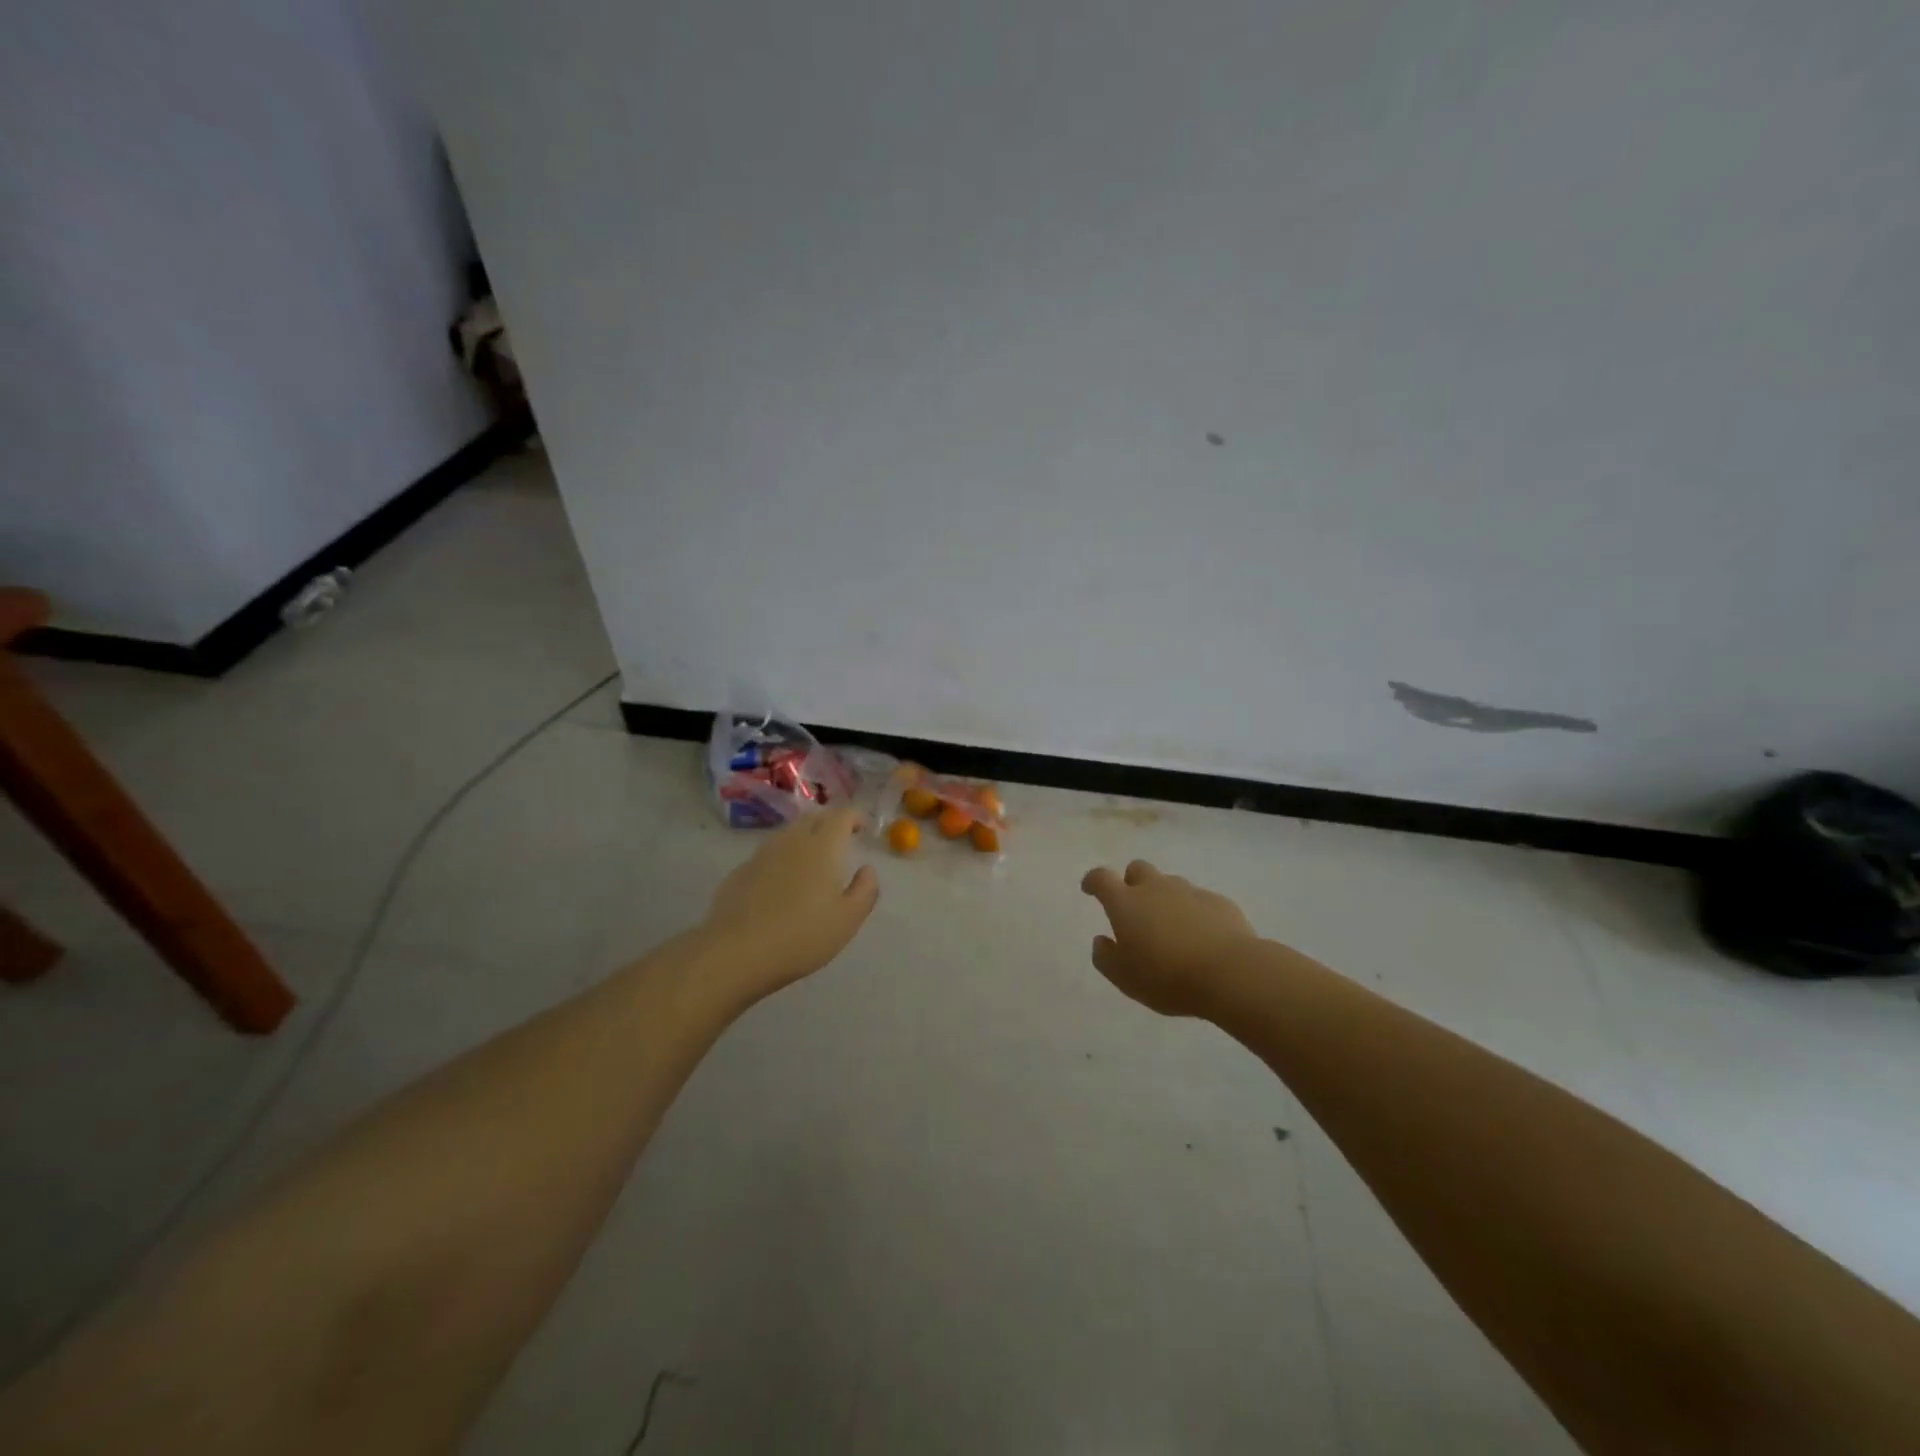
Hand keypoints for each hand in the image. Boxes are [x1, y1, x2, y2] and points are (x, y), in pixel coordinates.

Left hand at [702, 807, 879, 1001]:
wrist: (737, 952)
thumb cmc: (802, 935)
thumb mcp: (848, 919)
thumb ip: (865, 890)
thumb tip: (867, 869)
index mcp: (823, 846)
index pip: (842, 816)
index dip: (855, 817)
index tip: (862, 828)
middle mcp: (792, 841)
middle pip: (813, 818)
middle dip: (829, 823)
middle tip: (840, 841)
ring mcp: (762, 854)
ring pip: (788, 834)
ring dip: (804, 839)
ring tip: (812, 861)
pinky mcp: (740, 871)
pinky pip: (768, 855)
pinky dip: (782, 859)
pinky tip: (781, 883)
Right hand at [1081, 860, 1259, 1018]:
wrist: (1231, 973)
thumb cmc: (1167, 977)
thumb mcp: (1125, 978)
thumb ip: (1105, 957)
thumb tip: (1101, 940)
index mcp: (1126, 903)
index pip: (1101, 878)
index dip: (1093, 881)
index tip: (1089, 889)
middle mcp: (1156, 888)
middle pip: (1137, 869)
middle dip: (1131, 882)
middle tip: (1134, 908)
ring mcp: (1189, 892)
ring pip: (1169, 883)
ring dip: (1163, 897)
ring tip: (1169, 927)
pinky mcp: (1218, 902)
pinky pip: (1198, 899)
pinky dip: (1192, 911)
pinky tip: (1200, 936)